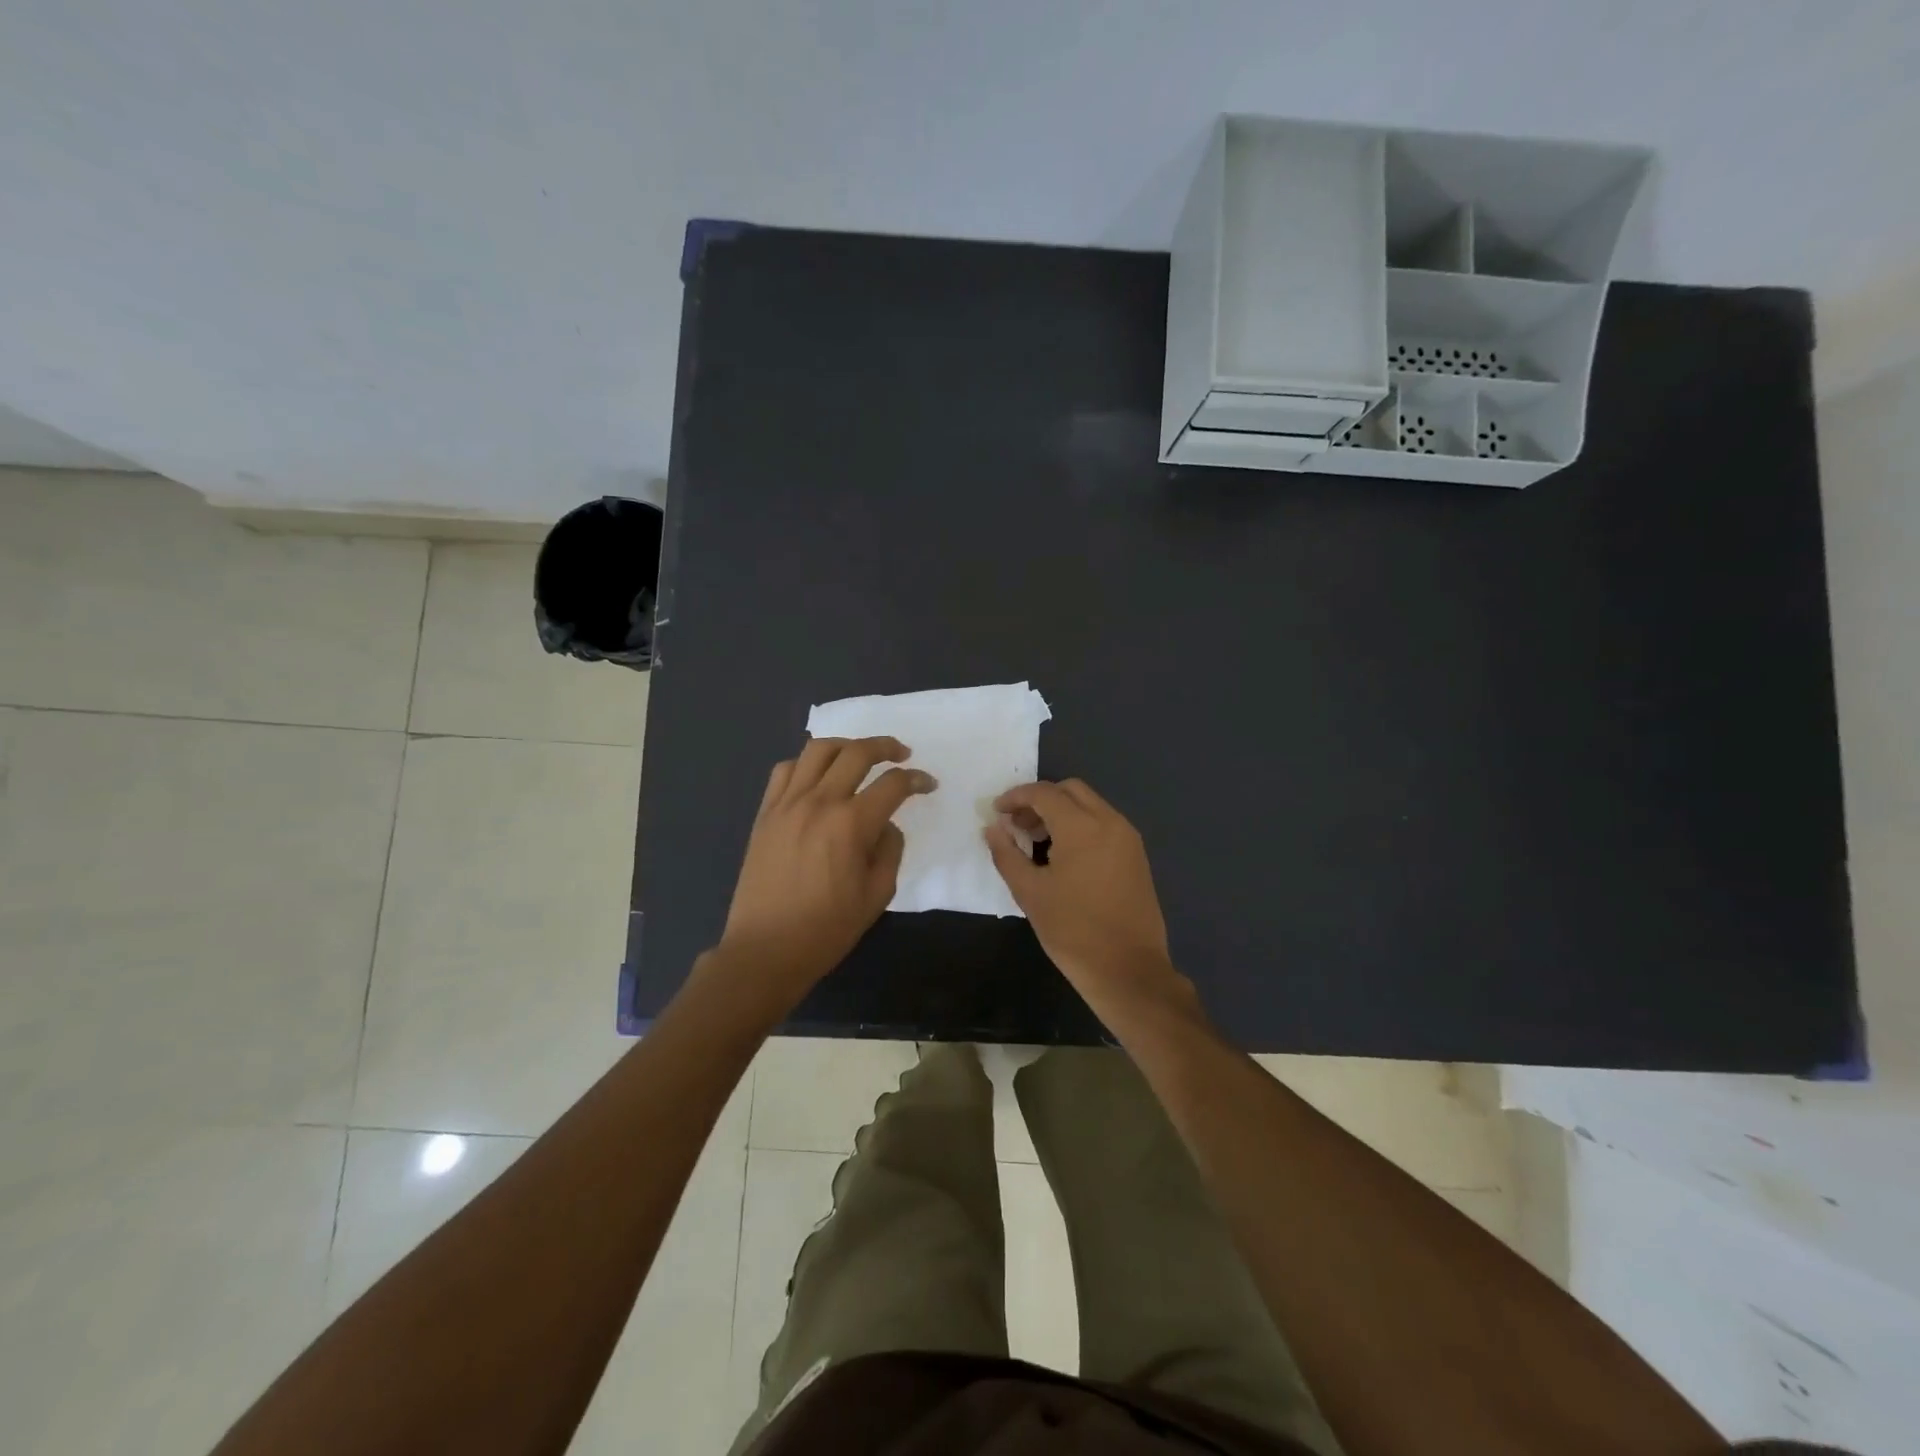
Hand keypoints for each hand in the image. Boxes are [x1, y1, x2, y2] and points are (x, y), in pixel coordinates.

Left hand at [714, 735, 934, 1012]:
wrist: (765, 949)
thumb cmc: (826, 929)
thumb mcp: (877, 895)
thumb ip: (890, 850)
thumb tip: (886, 824)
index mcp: (851, 824)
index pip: (893, 784)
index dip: (917, 779)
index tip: (928, 783)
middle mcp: (819, 802)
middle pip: (856, 753)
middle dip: (886, 747)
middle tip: (902, 754)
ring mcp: (787, 803)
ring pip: (818, 750)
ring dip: (846, 745)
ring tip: (860, 756)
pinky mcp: (766, 813)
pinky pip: (785, 769)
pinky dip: (807, 763)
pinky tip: (818, 776)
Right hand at [984, 779, 1196, 1028]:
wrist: (1128, 969)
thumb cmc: (1073, 931)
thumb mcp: (1029, 893)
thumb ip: (1007, 854)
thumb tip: (993, 828)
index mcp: (1082, 826)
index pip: (1044, 793)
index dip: (1016, 797)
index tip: (997, 812)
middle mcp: (1110, 821)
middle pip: (1070, 790)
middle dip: (1040, 800)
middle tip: (1018, 825)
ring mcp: (1128, 838)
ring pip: (1090, 805)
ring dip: (1061, 812)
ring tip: (1037, 842)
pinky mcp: (1136, 855)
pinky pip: (1104, 824)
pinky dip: (1080, 825)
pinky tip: (1064, 855)